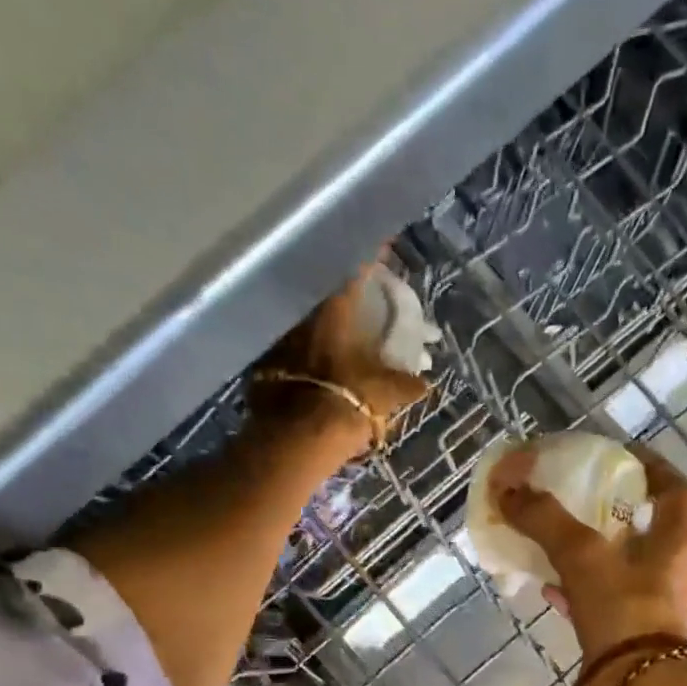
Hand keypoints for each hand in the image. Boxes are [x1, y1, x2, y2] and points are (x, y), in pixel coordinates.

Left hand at [248, 257, 430, 465]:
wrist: (297, 440)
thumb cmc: (347, 403)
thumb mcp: (386, 395)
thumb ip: (405, 384)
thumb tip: (423, 383)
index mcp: (335, 311)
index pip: (355, 271)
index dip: (370, 257)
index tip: (381, 245)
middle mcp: (303, 315)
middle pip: (324, 295)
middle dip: (343, 295)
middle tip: (360, 297)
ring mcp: (280, 339)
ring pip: (305, 321)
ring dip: (322, 324)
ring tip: (338, 332)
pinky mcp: (263, 367)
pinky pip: (290, 350)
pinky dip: (304, 352)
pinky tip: (315, 363)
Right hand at [490, 443, 686, 660]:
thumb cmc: (622, 609)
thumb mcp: (582, 555)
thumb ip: (546, 519)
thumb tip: (508, 489)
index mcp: (675, 540)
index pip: (677, 489)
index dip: (653, 467)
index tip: (621, 456)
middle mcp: (670, 569)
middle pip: (645, 526)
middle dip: (613, 509)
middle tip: (578, 494)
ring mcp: (650, 602)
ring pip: (620, 564)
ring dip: (590, 548)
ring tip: (554, 535)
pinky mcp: (627, 631)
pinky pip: (601, 598)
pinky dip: (576, 586)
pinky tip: (546, 583)